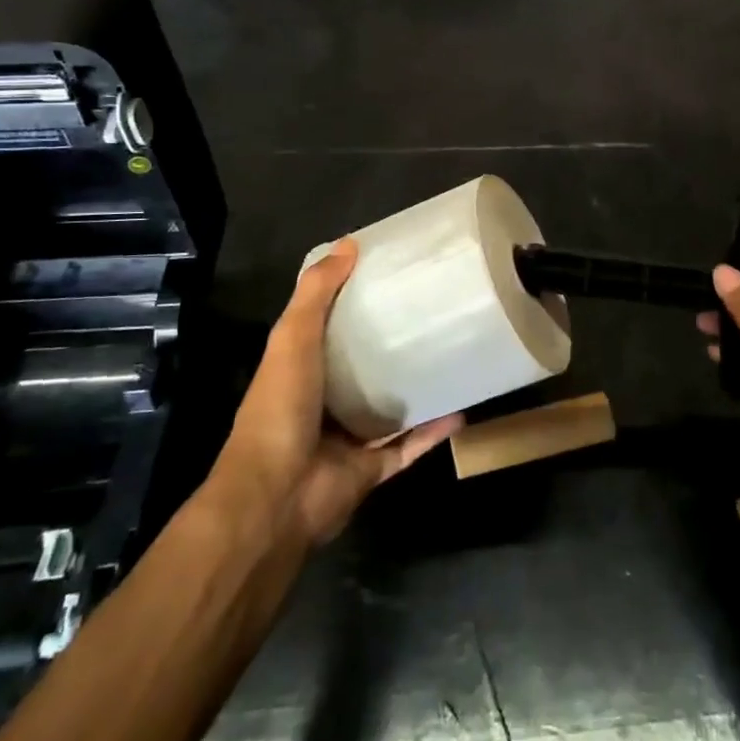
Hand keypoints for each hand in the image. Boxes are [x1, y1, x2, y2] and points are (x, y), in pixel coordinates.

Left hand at [216, 239, 460, 544]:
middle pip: (362, 367)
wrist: (277, 495)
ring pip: (388, 408)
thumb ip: (316, 293)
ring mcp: (347, 438)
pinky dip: (433, 432)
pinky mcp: (371, 469)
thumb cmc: (281, 408)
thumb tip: (349, 244)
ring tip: (451, 358)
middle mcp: (323, 401)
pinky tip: (462, 409)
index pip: (329, 327)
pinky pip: (408, 446)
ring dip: (415, 388)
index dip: (354, 301)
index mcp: (301, 369)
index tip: (390, 276)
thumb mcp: (292, 338)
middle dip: (390, 345)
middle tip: (432, 314)